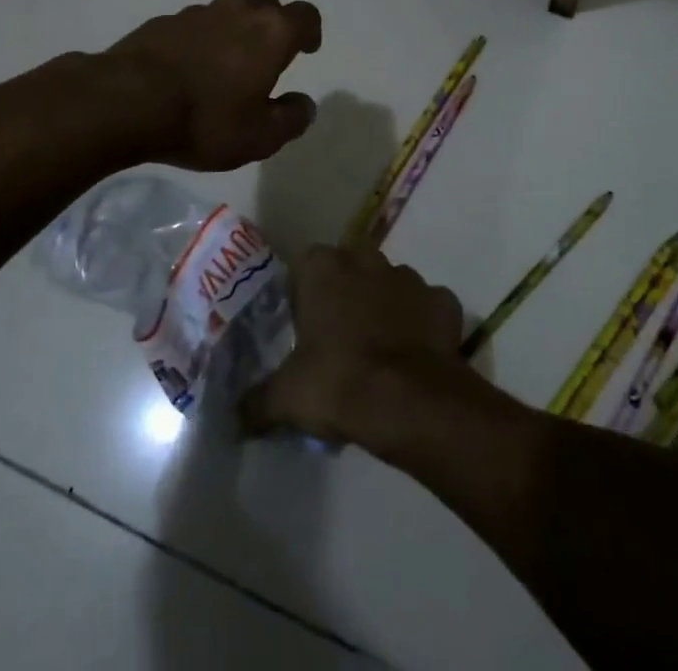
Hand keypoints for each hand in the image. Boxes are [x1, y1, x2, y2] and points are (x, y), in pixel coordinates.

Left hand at [104, 0, 321, 170]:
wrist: (127, 102)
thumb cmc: (206, 120)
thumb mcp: (260, 136)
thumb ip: (291, 119)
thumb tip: (304, 104)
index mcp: (271, 32)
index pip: (305, 15)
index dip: (310, 31)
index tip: (307, 50)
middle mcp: (239, 10)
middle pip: (267, 5)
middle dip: (274, 25)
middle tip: (268, 57)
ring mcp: (199, 11)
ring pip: (230, 10)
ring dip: (236, 29)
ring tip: (228, 62)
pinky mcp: (165, 20)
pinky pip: (196, 24)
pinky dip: (202, 38)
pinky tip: (190, 67)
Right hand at [240, 245, 477, 455]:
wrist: (411, 403)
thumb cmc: (339, 383)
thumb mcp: (286, 398)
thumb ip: (256, 402)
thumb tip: (234, 418)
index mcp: (323, 267)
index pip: (304, 267)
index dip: (303, 297)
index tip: (304, 331)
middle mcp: (366, 259)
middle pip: (349, 269)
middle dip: (345, 295)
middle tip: (339, 341)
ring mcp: (409, 277)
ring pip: (390, 285)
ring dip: (385, 308)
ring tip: (379, 353)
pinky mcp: (443, 301)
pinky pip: (428, 308)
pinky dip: (423, 326)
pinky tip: (416, 357)